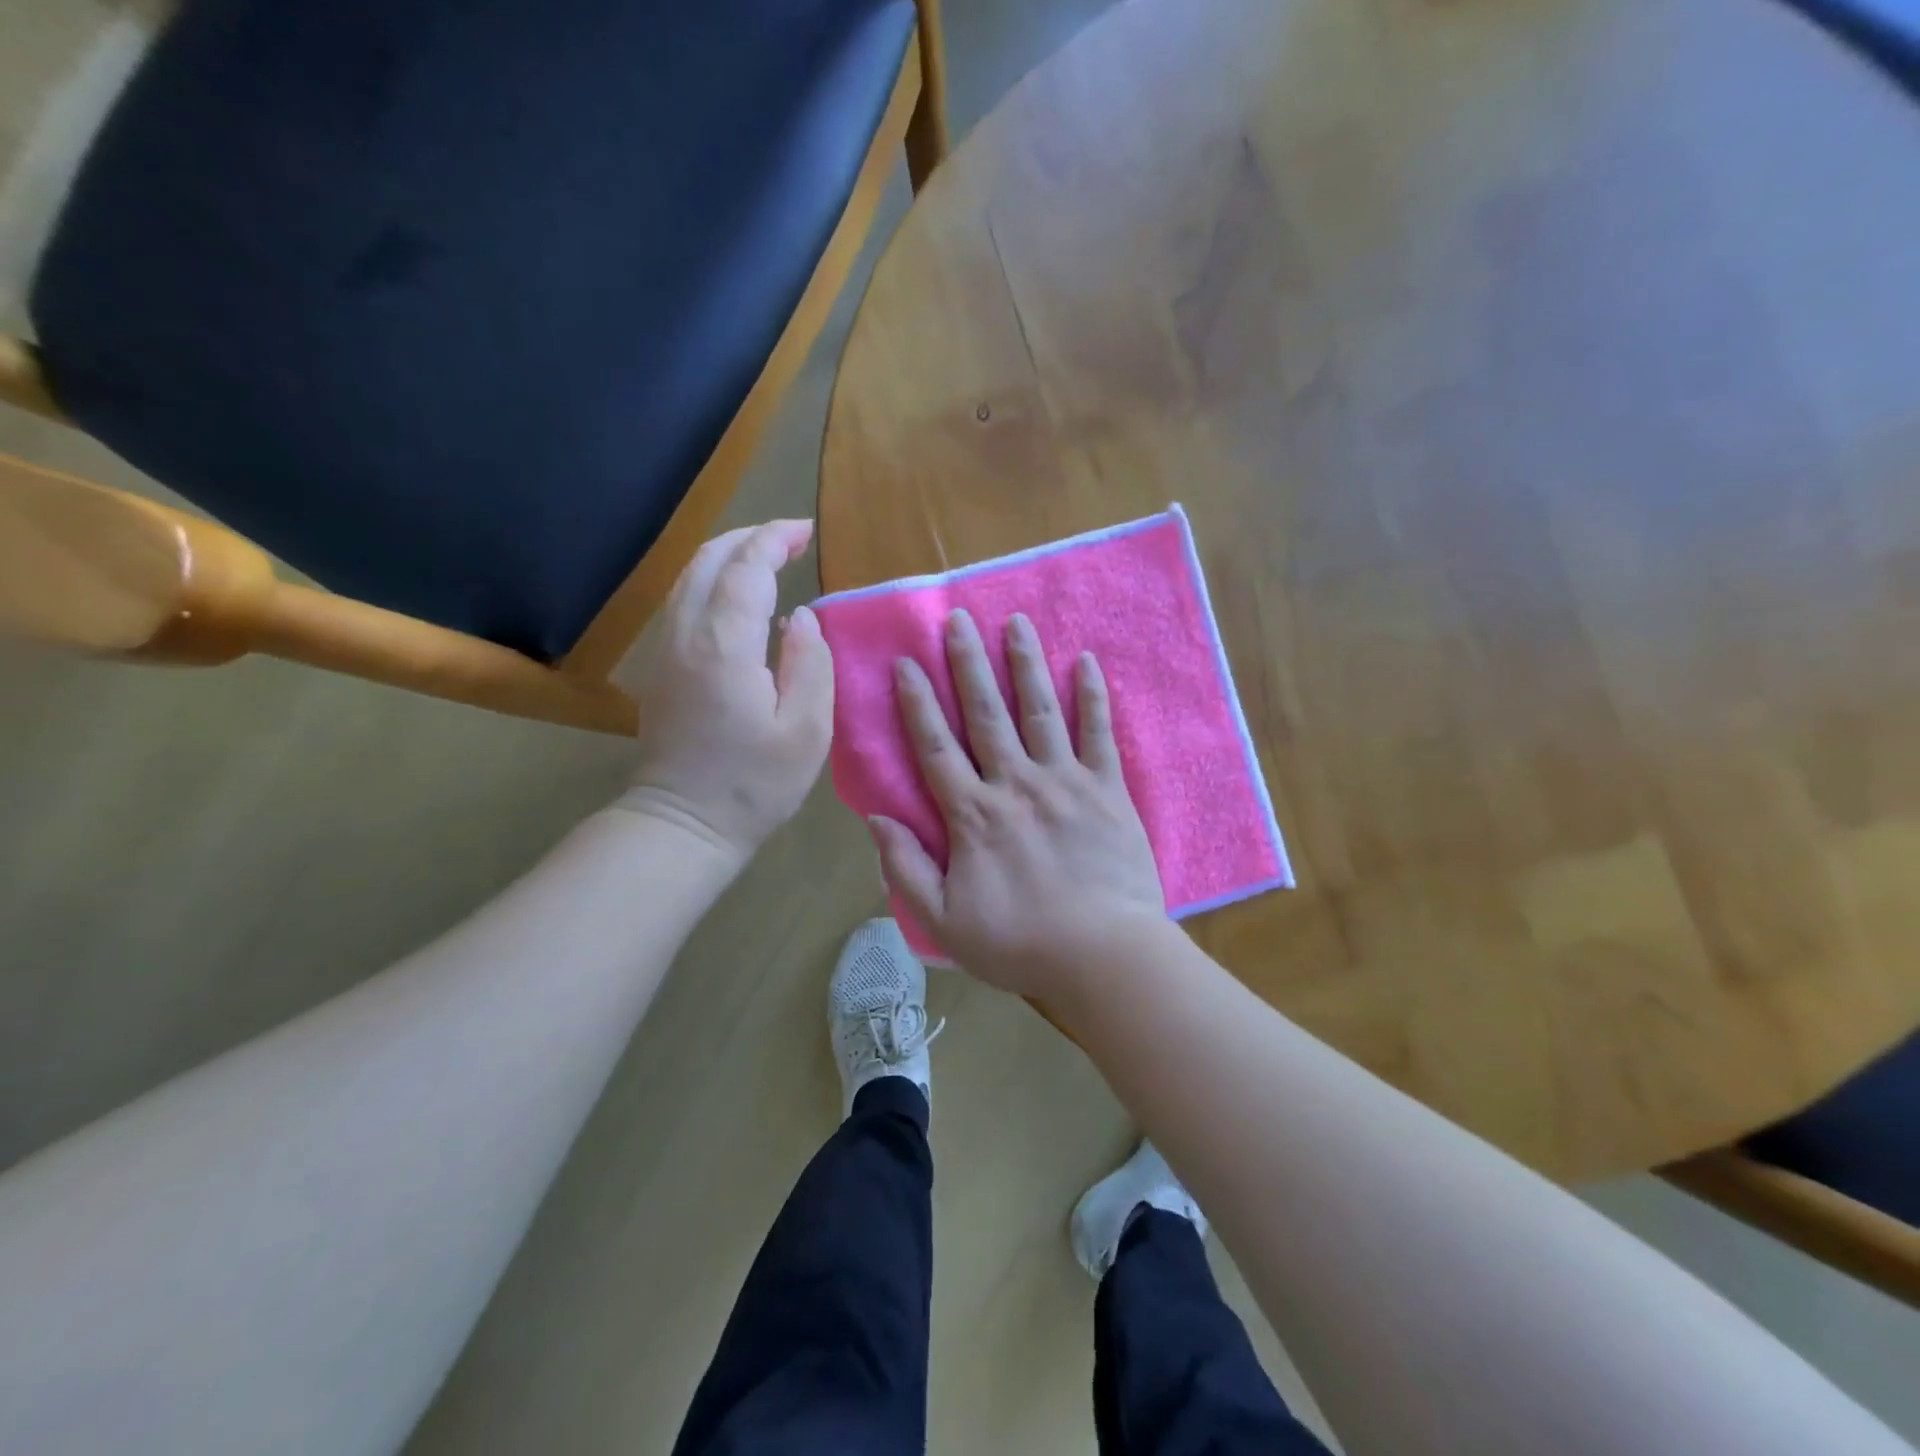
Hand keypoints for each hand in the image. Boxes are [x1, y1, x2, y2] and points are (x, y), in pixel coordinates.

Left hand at [620, 520, 833, 864]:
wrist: (683, 824)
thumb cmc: (754, 785)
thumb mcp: (806, 731)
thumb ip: (811, 665)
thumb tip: (804, 619)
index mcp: (725, 646)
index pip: (746, 569)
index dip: (775, 540)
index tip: (805, 530)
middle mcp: (686, 636)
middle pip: (707, 561)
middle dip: (749, 538)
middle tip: (790, 538)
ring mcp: (666, 651)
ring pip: (688, 579)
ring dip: (726, 557)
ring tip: (767, 558)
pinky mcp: (661, 668)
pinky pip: (683, 603)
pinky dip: (712, 582)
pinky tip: (739, 600)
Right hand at [869, 609, 1167, 997]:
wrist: (1103, 957)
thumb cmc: (1019, 944)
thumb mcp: (943, 921)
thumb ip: (905, 868)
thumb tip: (876, 819)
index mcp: (973, 815)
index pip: (936, 746)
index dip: (918, 703)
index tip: (907, 662)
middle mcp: (1015, 784)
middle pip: (986, 713)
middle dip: (969, 663)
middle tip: (958, 619)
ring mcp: (1065, 782)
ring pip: (1039, 710)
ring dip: (1025, 664)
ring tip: (1016, 622)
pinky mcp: (1108, 790)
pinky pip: (1099, 734)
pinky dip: (1093, 697)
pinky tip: (1086, 662)